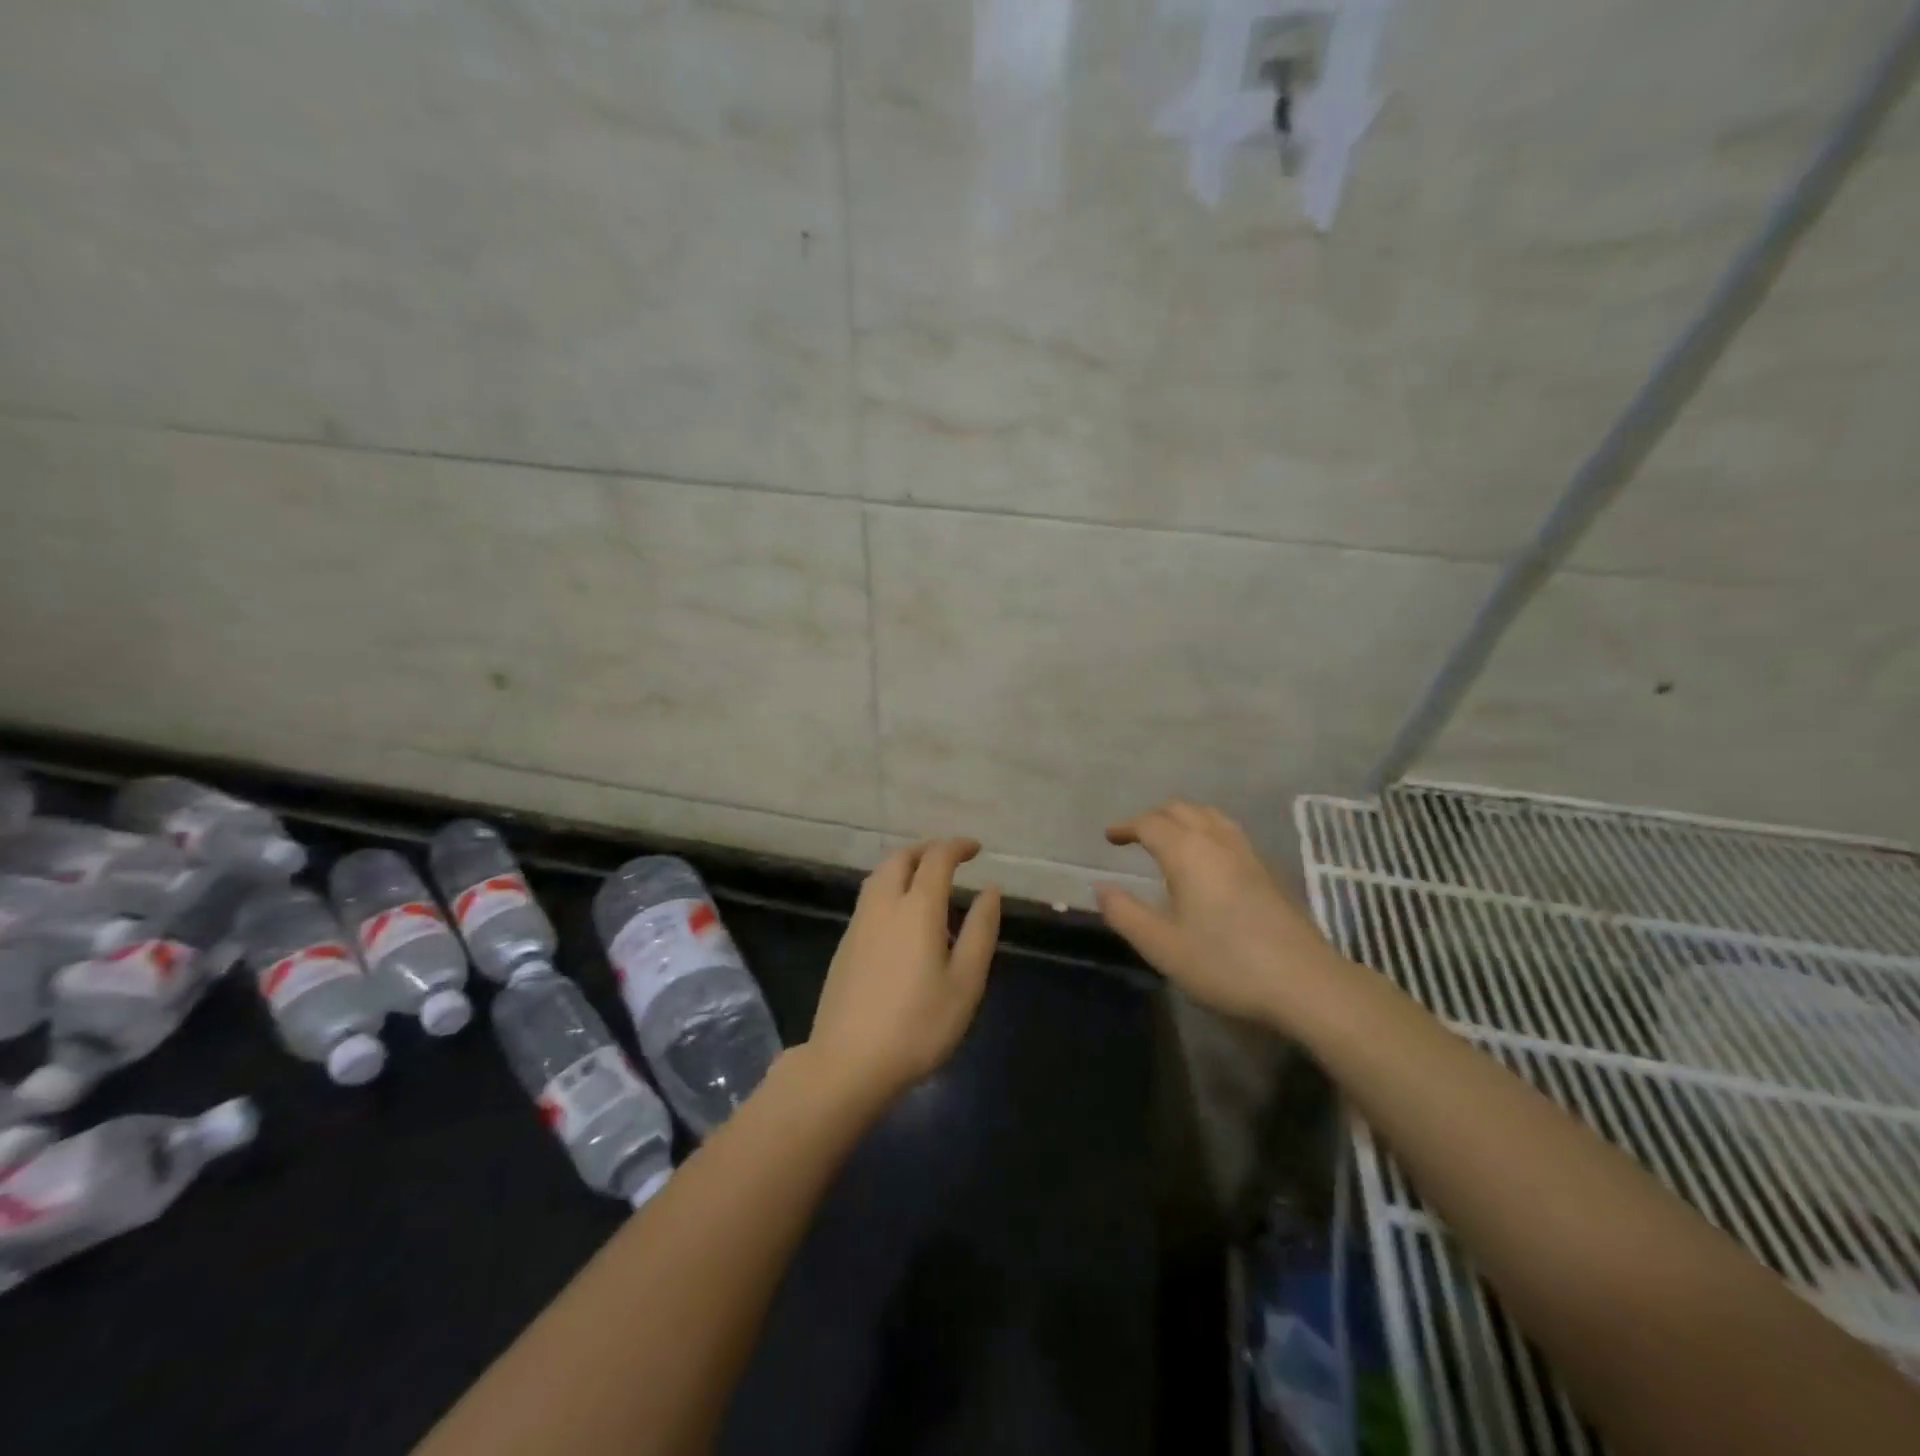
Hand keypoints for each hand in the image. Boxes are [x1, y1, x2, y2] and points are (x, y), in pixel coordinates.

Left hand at [806, 838, 1000, 1102]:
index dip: (957, 847)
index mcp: (918, 909)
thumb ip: (980, 930)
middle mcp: (884, 905)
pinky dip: (890, 888)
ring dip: (905, 866)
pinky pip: (870, 898)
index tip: (976, 849)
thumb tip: (990, 890)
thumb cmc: (918, 1025)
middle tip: (951, 859)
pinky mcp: (845, 944)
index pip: (937, 859)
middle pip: (901, 858)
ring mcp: (859, 924)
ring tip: (927, 881)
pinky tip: (901, 916)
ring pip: (880, 876)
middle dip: (927, 850)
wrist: (848, 1062)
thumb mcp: (965, 982)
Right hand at [1097, 801, 1344, 1028]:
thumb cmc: (1224, 963)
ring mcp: (1247, 854)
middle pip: (1182, 810)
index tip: (1110, 837)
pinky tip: (1208, 859)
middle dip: (1154, 817)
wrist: (1304, 982)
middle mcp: (1217, 842)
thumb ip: (1126, 914)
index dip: (1126, 827)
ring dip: (1184, 818)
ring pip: (1210, 816)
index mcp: (1187, 852)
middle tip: (1135, 835)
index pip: (1150, 824)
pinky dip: (1207, 830)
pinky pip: (1229, 832)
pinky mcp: (1268, 871)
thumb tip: (1101, 888)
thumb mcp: (1162, 946)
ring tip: (1170, 838)